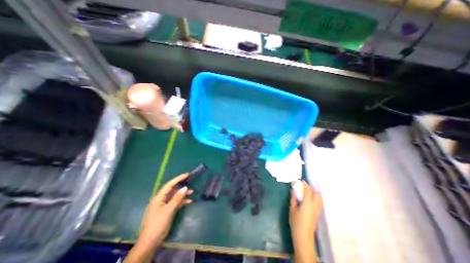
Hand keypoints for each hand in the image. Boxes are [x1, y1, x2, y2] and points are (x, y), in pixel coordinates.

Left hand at [138, 174, 192, 248]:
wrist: (150, 242)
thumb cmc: (158, 224)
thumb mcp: (169, 210)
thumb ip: (177, 198)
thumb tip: (185, 187)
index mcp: (159, 197)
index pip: (170, 184)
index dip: (178, 178)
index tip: (187, 174)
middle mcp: (162, 199)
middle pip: (173, 189)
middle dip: (182, 186)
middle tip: (191, 181)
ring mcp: (165, 205)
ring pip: (175, 196)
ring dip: (183, 194)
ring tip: (192, 192)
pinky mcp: (167, 210)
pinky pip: (176, 202)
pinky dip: (182, 201)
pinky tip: (189, 202)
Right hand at [291, 180, 323, 245]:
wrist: (303, 236)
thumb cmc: (296, 222)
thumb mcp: (292, 209)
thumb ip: (293, 198)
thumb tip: (293, 190)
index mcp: (307, 203)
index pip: (308, 190)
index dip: (305, 184)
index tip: (301, 180)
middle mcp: (314, 205)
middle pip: (317, 193)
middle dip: (312, 187)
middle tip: (305, 185)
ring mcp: (317, 210)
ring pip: (320, 198)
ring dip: (315, 192)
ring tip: (309, 189)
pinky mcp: (318, 213)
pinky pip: (320, 202)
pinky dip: (317, 197)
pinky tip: (311, 197)